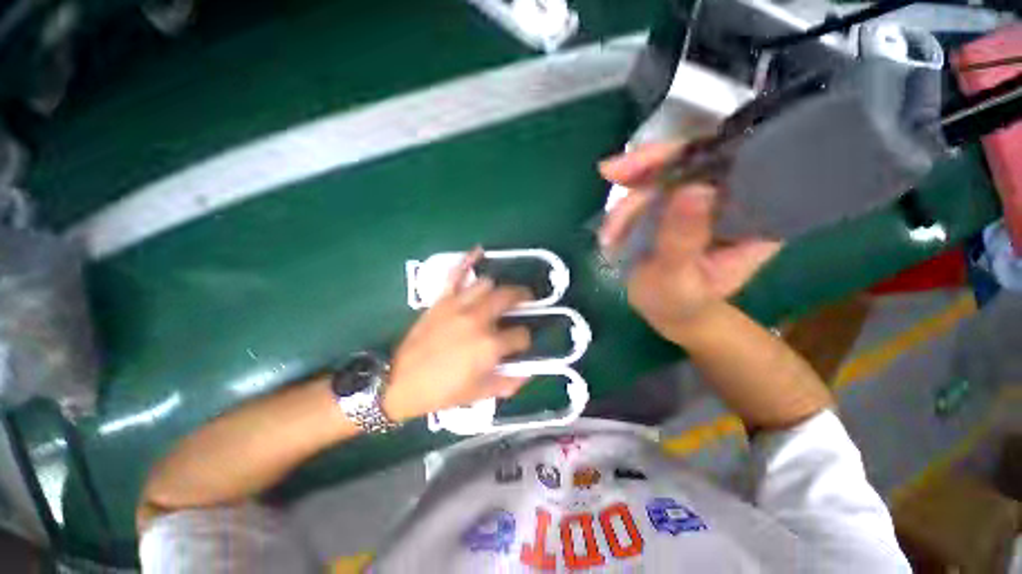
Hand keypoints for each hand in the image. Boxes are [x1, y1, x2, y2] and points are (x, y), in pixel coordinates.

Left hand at [383, 248, 533, 421]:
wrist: (400, 383)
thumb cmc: (442, 391)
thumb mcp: (479, 394)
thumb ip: (508, 383)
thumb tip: (528, 371)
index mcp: (489, 346)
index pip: (521, 335)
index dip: (525, 340)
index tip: (521, 343)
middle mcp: (478, 320)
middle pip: (509, 297)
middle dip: (523, 297)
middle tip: (526, 301)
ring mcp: (458, 306)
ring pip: (487, 284)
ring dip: (498, 288)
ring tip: (500, 294)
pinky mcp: (442, 300)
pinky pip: (456, 274)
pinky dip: (467, 261)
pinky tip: (478, 251)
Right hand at [598, 142, 782, 339]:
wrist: (667, 312)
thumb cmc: (679, 303)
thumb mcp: (678, 279)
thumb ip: (682, 240)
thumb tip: (692, 188)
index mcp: (753, 217)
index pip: (733, 164)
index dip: (694, 153)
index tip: (651, 163)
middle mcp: (730, 198)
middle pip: (693, 159)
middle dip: (647, 169)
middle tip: (610, 173)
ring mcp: (699, 199)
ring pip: (663, 174)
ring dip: (628, 200)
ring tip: (609, 236)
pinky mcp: (675, 204)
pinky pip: (648, 189)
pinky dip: (624, 205)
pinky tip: (611, 228)